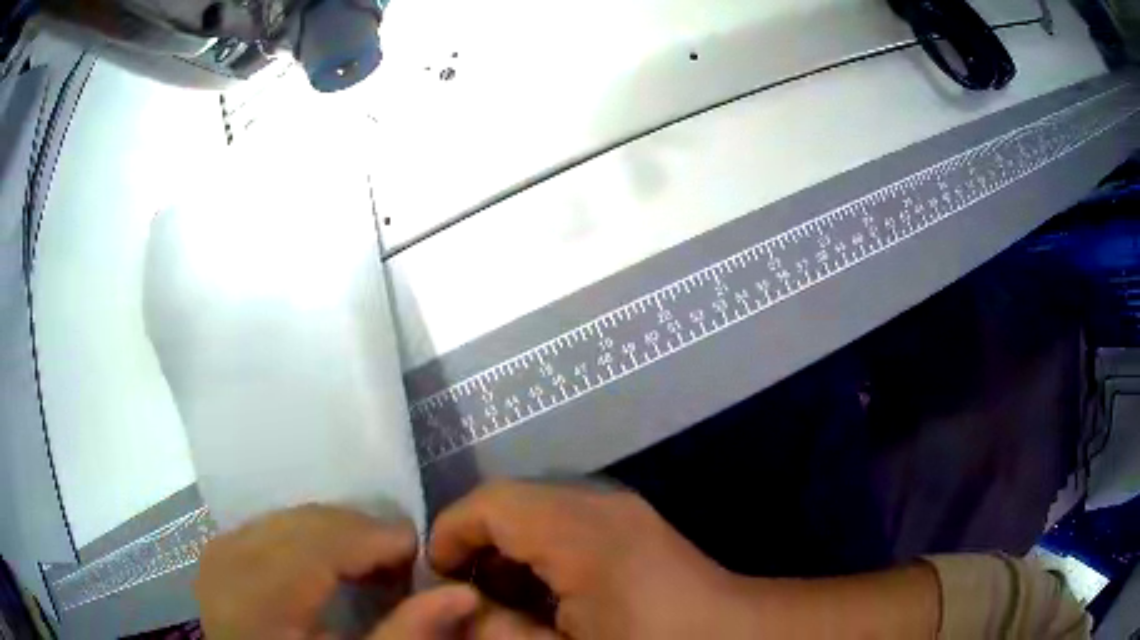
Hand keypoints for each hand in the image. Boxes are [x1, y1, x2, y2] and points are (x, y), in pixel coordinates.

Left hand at [196, 504, 479, 639]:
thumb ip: (407, 633)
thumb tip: (464, 593)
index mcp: (261, 595)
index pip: (324, 541)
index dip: (376, 538)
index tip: (418, 553)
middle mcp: (231, 561)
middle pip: (306, 522)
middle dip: (359, 533)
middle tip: (398, 562)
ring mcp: (219, 552)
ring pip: (288, 517)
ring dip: (334, 534)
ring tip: (366, 565)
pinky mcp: (218, 553)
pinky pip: (269, 525)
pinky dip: (304, 537)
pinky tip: (324, 563)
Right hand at [429, 481, 757, 639]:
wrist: (736, 638)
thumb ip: (498, 630)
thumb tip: (456, 605)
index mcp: (581, 531)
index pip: (491, 504)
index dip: (450, 533)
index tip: (435, 577)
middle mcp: (599, 505)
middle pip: (511, 506)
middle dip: (476, 549)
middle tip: (464, 597)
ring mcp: (620, 512)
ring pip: (536, 517)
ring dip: (507, 555)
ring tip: (498, 604)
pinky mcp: (632, 527)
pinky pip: (565, 529)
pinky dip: (539, 559)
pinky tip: (540, 601)